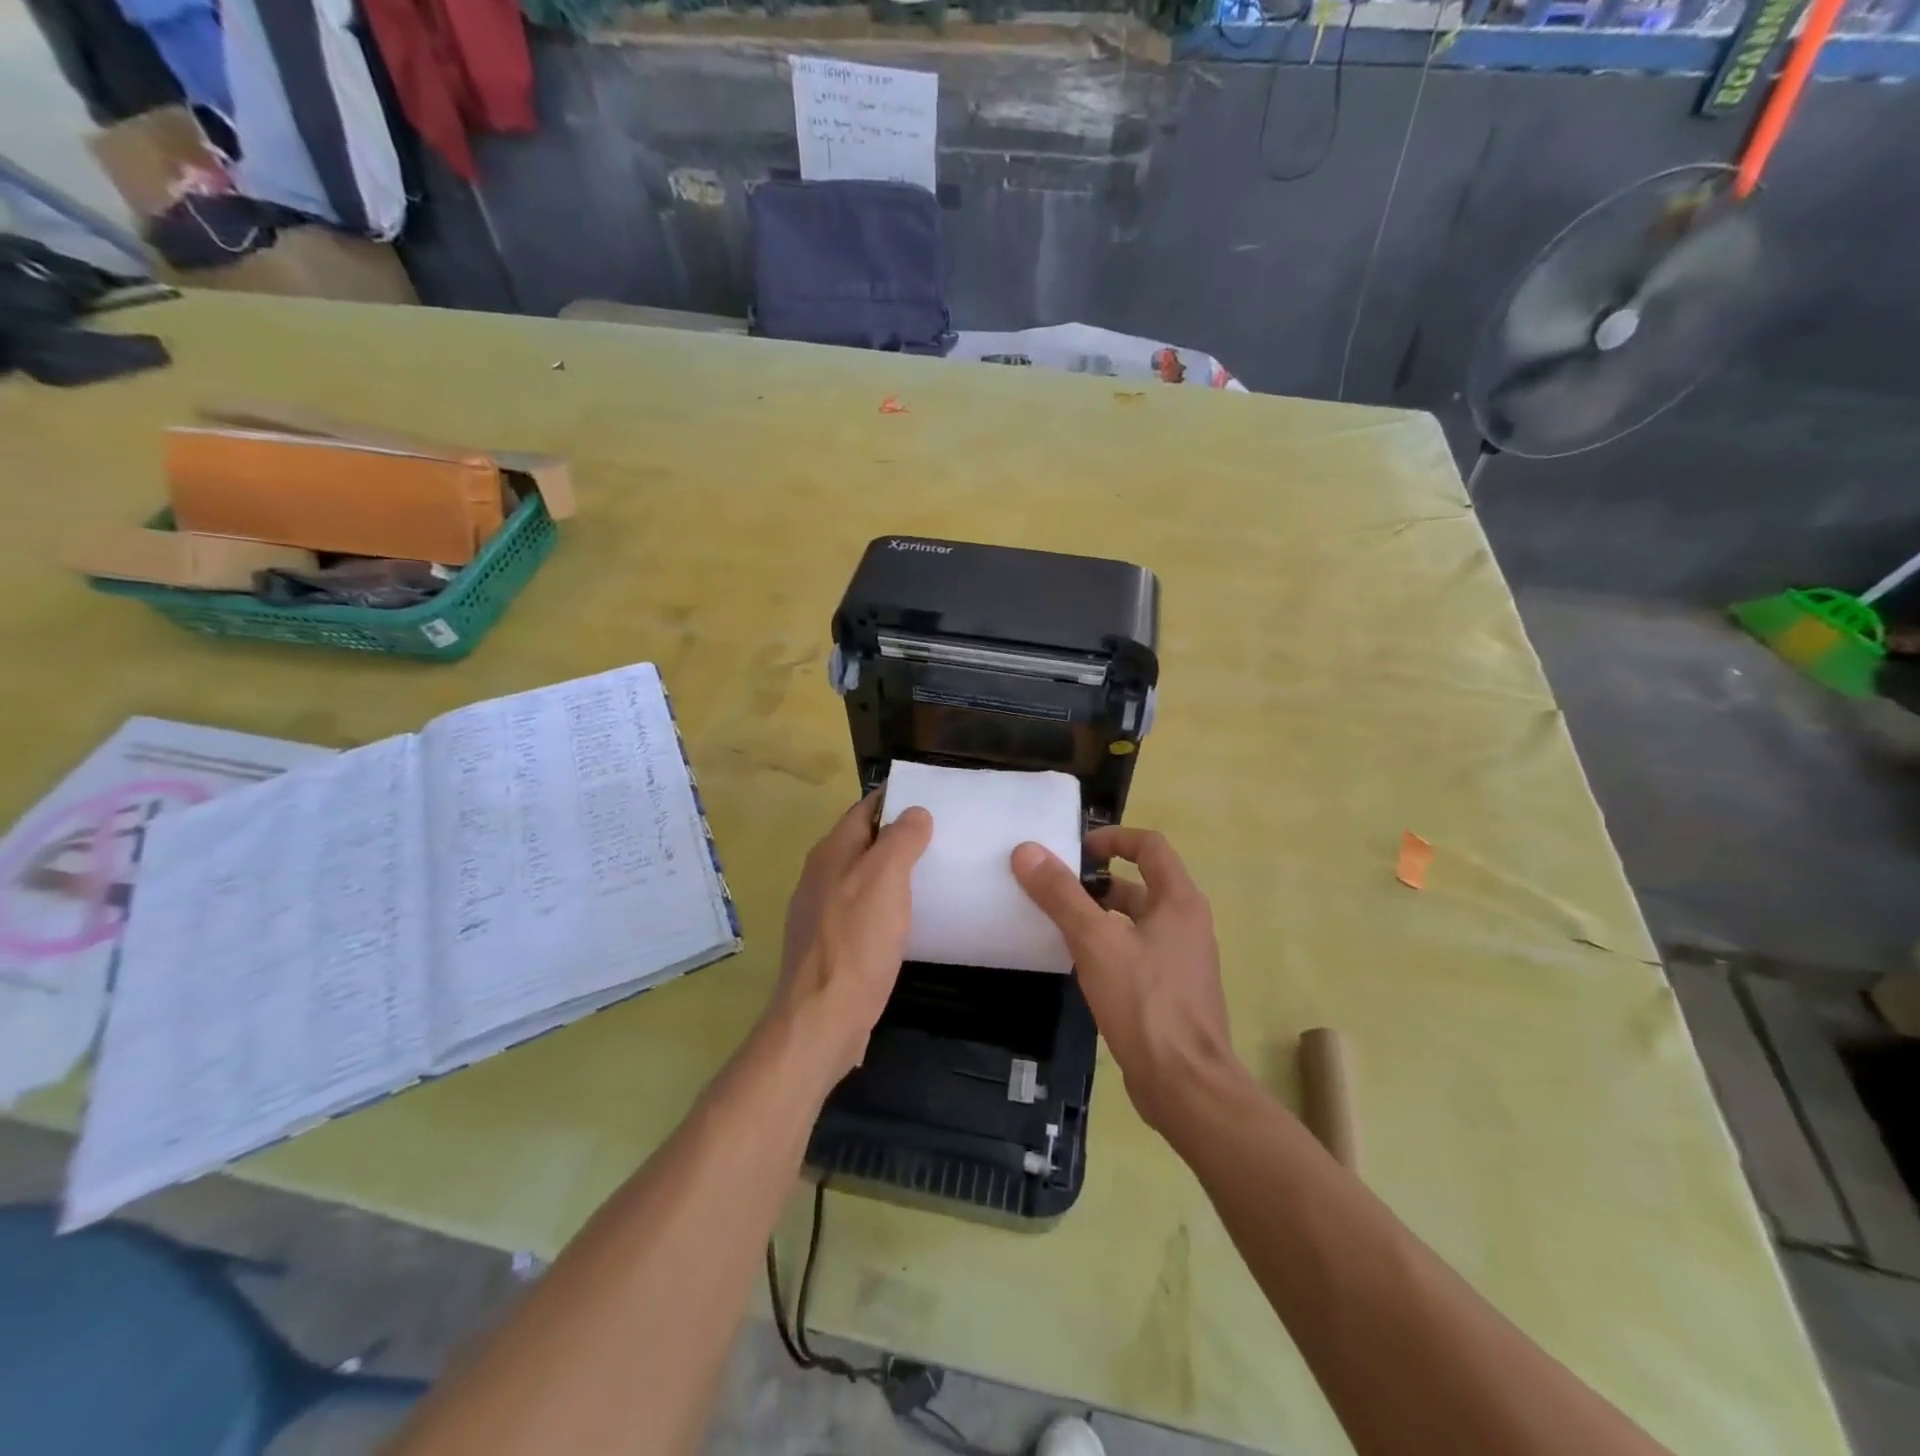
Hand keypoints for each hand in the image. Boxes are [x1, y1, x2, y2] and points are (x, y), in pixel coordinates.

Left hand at [775, 793, 933, 1080]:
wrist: (822, 1018)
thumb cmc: (857, 942)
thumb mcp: (885, 880)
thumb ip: (900, 840)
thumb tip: (914, 812)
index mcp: (832, 853)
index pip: (864, 809)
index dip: (895, 799)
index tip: (931, 797)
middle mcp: (821, 876)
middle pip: (863, 842)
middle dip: (897, 835)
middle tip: (941, 835)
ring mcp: (821, 912)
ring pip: (862, 877)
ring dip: (892, 871)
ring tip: (933, 872)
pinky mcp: (830, 944)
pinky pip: (862, 910)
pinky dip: (885, 904)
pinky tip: (908, 918)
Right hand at [1011, 827, 1235, 1130]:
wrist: (1185, 1085)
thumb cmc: (1144, 1001)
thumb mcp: (1095, 941)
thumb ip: (1061, 894)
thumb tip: (1026, 850)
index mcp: (1179, 901)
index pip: (1150, 846)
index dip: (1113, 838)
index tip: (1077, 850)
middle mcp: (1187, 923)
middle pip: (1142, 884)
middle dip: (1099, 882)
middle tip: (1056, 889)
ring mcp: (1182, 960)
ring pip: (1137, 922)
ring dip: (1101, 916)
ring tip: (1058, 924)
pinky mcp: (1172, 992)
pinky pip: (1137, 953)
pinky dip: (1109, 947)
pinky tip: (1079, 965)